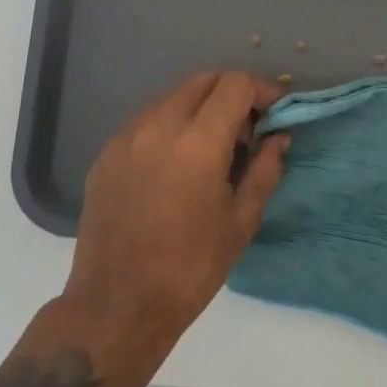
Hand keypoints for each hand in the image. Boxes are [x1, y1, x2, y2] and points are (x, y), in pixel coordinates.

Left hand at [65, 70, 287, 366]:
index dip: (264, 90)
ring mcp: (127, 137)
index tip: (277, 111)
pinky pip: (148, 120)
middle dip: (234, 93)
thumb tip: (280, 136)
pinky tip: (179, 162)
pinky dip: (173, 124)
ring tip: (214, 147)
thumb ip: (265, 169)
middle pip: (204, 80)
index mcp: (197, 143)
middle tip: (249, 129)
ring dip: (202, 107)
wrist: (116, 306)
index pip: (236, 84)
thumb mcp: (241, 221)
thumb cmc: (190, 268)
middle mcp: (158, 126)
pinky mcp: (107, 152)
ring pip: (174, 96)